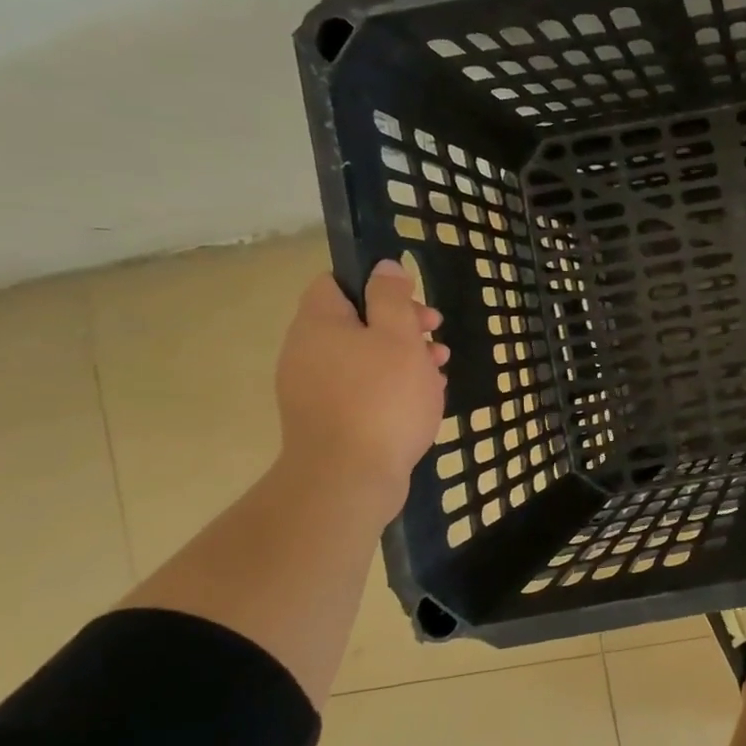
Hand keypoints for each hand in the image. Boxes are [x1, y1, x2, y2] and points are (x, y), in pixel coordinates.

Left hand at [274, 260, 448, 510]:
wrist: (348, 478)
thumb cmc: (381, 398)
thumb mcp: (398, 337)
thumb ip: (392, 297)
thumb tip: (384, 267)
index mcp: (318, 324)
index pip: (336, 283)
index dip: (376, 285)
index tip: (412, 302)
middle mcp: (306, 352)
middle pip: (356, 322)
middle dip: (402, 326)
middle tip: (436, 337)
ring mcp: (313, 390)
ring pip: (364, 359)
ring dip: (403, 358)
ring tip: (439, 372)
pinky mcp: (327, 421)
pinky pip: (362, 390)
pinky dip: (391, 388)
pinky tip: (422, 401)